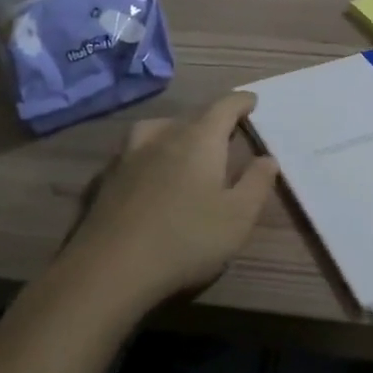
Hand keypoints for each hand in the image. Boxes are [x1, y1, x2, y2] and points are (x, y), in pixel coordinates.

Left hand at [62, 92, 279, 305]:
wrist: (109, 271)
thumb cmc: (186, 239)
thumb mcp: (239, 217)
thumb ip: (257, 183)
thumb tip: (267, 158)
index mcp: (199, 139)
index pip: (224, 106)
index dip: (241, 102)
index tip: (252, 102)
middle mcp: (163, 137)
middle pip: (191, 116)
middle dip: (211, 121)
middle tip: (226, 134)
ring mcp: (128, 157)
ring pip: (156, 129)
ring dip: (174, 131)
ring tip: (182, 145)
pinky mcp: (105, 181)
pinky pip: (132, 153)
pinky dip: (147, 155)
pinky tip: (148, 174)